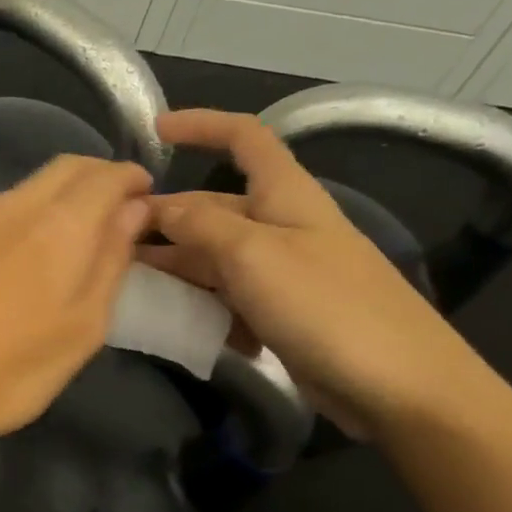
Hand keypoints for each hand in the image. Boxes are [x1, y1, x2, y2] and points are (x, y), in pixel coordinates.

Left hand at [0, 155, 151, 448]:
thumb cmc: (10, 370)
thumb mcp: (82, 328)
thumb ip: (111, 262)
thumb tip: (133, 211)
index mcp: (58, 225)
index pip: (105, 175)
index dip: (132, 179)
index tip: (149, 197)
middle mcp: (15, 208)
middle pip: (66, 167)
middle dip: (100, 176)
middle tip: (121, 208)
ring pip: (31, 185)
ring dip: (65, 193)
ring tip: (83, 230)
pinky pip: (4, 209)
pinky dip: (33, 212)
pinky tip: (33, 251)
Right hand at [138, 110, 488, 438]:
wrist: (399, 386)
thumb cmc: (326, 305)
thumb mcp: (253, 254)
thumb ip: (200, 224)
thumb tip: (159, 206)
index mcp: (285, 196)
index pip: (245, 137)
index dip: (201, 125)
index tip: (153, 131)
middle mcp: (281, 227)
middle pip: (214, 208)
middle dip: (165, 219)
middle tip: (113, 242)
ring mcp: (282, 274)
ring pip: (214, 257)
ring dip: (175, 268)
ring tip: (128, 286)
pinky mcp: (281, 315)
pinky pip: (228, 299)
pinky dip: (201, 307)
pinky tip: (178, 325)